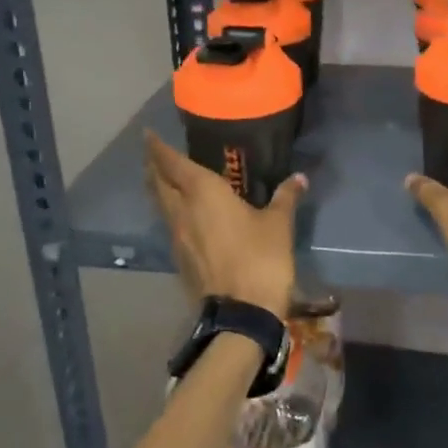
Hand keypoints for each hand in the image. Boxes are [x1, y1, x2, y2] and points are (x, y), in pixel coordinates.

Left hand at [144, 132, 303, 315]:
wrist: (242, 312)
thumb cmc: (261, 258)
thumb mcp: (278, 224)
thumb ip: (285, 197)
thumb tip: (299, 178)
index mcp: (202, 193)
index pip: (173, 163)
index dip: (158, 148)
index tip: (149, 135)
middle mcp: (182, 210)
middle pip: (159, 183)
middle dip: (154, 166)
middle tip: (154, 154)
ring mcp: (177, 236)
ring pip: (161, 205)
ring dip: (159, 189)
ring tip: (164, 180)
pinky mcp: (180, 258)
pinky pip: (170, 225)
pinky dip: (170, 212)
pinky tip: (183, 215)